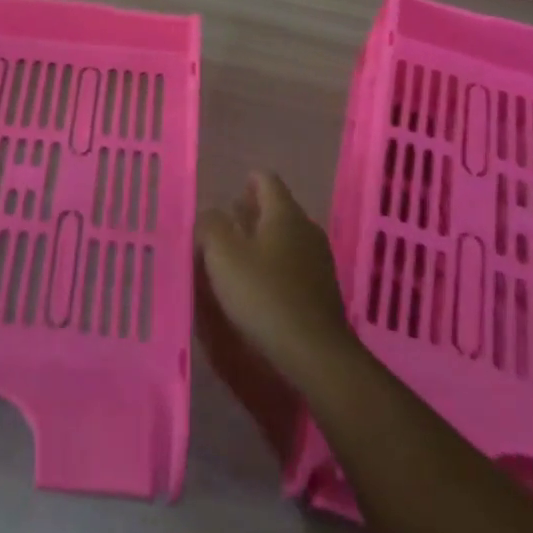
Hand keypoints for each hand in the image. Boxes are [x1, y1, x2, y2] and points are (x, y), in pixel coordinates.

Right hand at [196, 172, 359, 393]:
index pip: (267, 180)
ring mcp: (318, 259)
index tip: (233, 188)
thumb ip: (211, 226)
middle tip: (229, 220)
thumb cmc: (264, 294)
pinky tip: (259, 282)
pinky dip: (275, 263)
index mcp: (284, 213)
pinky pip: (294, 263)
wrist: (314, 352)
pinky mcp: (322, 289)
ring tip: (238, 252)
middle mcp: (306, 228)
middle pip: (278, 208)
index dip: (249, 180)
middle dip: (253, 211)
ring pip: (286, 236)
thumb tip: (211, 213)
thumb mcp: (223, 256)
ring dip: (263, 239)